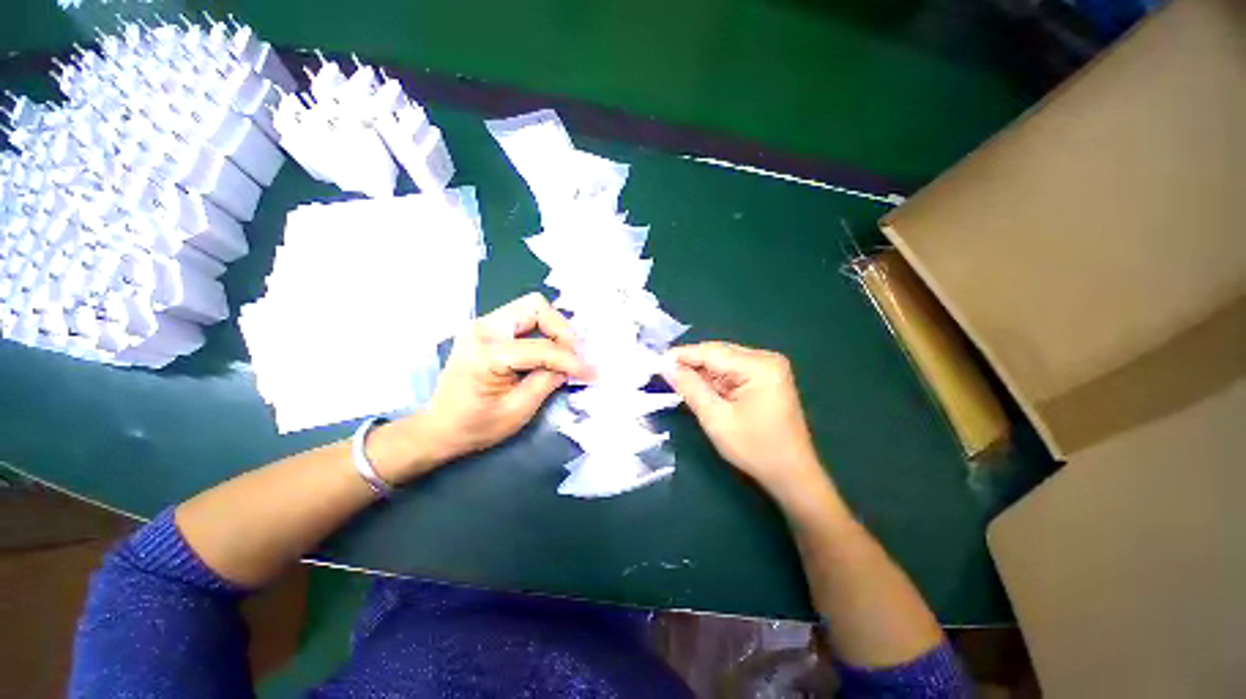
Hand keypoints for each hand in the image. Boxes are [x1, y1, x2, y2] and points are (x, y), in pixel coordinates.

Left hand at [406, 293, 592, 469]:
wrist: (439, 427)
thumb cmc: (476, 425)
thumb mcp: (518, 410)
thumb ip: (548, 381)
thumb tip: (572, 365)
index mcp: (487, 353)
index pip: (541, 347)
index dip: (571, 360)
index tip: (593, 372)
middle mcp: (482, 329)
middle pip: (535, 307)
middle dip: (562, 330)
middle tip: (576, 354)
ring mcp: (483, 325)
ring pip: (531, 308)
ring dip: (554, 328)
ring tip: (566, 353)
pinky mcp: (487, 329)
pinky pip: (523, 318)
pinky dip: (542, 331)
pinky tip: (549, 350)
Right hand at [665, 342, 831, 504]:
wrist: (792, 475)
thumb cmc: (756, 450)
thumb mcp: (716, 419)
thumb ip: (691, 388)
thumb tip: (667, 367)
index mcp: (759, 366)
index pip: (712, 352)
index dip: (682, 355)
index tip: (656, 361)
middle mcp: (766, 359)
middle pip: (718, 354)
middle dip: (691, 364)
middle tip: (663, 373)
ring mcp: (768, 368)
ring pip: (723, 362)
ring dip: (701, 373)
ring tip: (676, 381)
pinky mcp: (766, 378)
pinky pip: (732, 372)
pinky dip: (714, 380)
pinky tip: (699, 388)